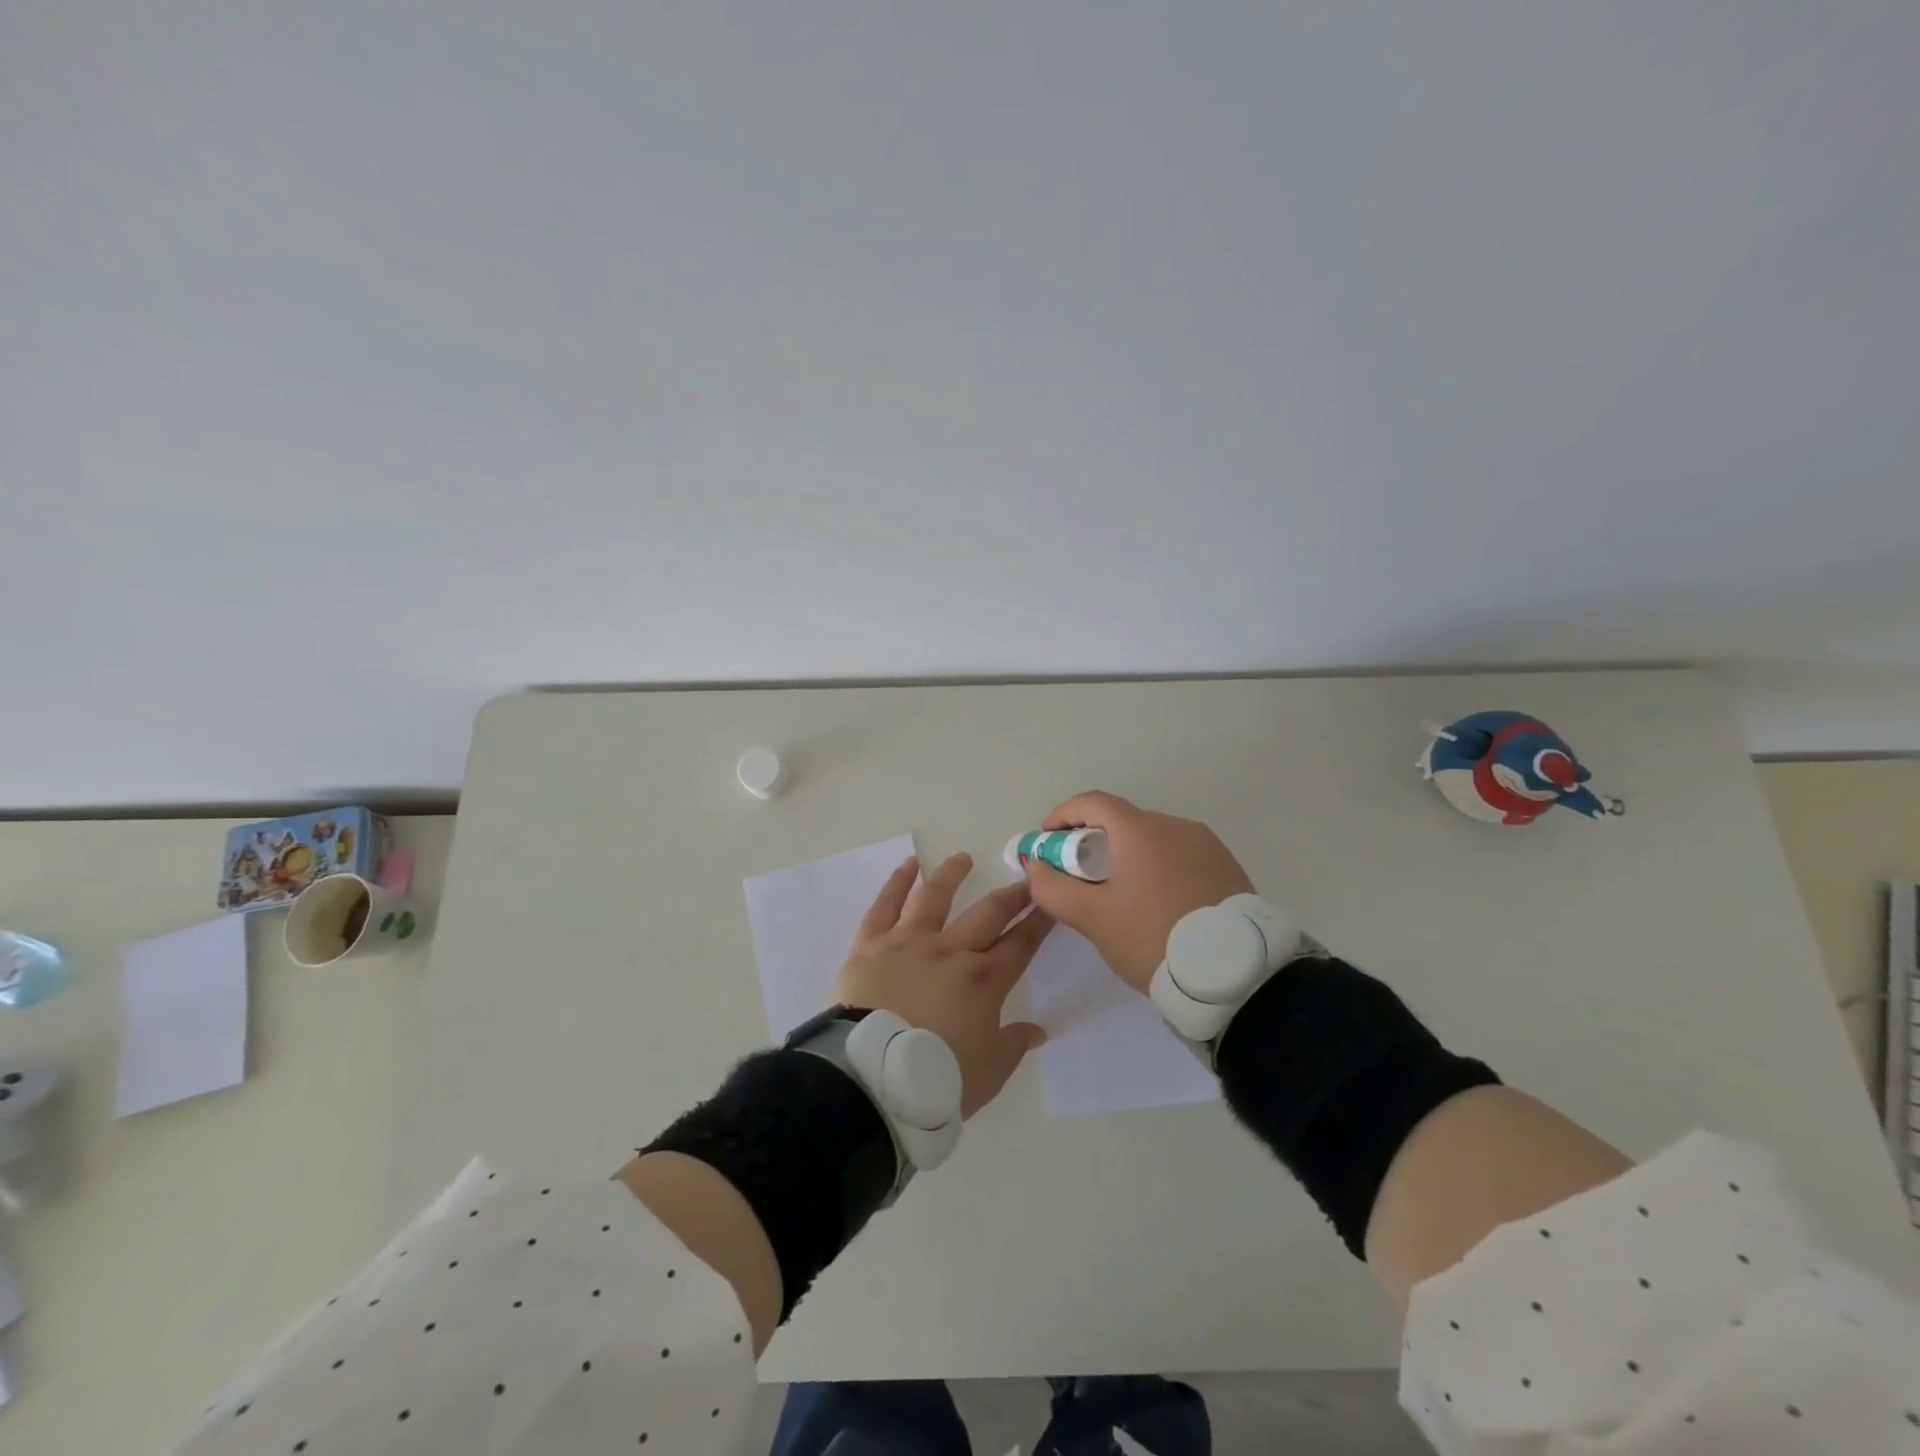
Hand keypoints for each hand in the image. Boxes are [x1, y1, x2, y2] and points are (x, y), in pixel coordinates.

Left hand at [831, 852, 1054, 1117]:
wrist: (871, 1076)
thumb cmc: (935, 1078)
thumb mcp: (988, 1072)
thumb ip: (1014, 1045)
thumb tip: (1038, 1030)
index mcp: (983, 981)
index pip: (1021, 944)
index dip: (1039, 922)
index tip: (1052, 901)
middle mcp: (950, 951)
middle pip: (988, 914)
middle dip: (1011, 895)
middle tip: (1026, 877)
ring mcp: (909, 942)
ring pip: (935, 898)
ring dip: (952, 875)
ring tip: (963, 858)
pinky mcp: (872, 944)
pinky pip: (885, 906)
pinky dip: (897, 882)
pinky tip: (909, 865)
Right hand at [1021, 791, 1253, 994]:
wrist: (1236, 976)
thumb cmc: (1154, 939)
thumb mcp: (1093, 919)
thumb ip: (1054, 888)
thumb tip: (1035, 865)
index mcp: (1142, 830)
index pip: (1093, 802)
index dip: (1063, 815)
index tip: (1047, 840)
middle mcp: (1176, 826)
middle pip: (1123, 821)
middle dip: (1093, 840)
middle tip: (1078, 875)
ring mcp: (1207, 845)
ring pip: (1153, 839)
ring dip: (1127, 855)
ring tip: (1119, 894)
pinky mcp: (1227, 867)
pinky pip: (1180, 855)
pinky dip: (1157, 866)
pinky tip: (1156, 902)